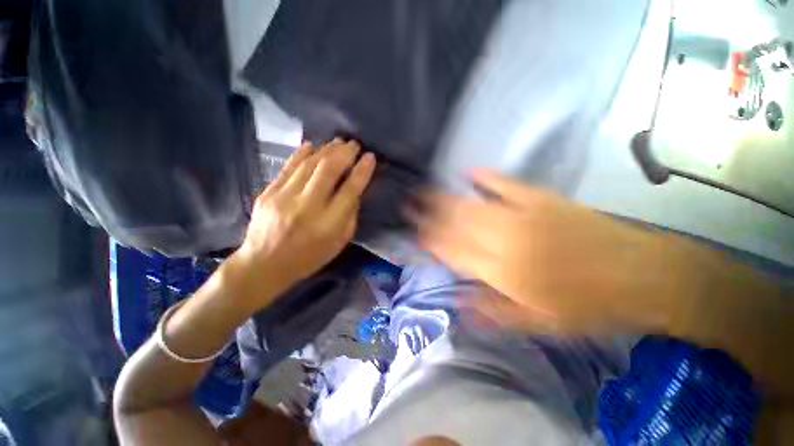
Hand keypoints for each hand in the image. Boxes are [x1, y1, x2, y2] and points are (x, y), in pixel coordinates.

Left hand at [231, 139, 375, 302]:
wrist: (264, 265)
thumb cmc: (309, 257)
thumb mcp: (339, 243)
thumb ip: (349, 216)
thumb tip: (354, 191)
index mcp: (328, 224)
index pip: (350, 190)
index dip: (362, 171)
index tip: (370, 157)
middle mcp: (307, 207)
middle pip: (328, 170)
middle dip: (344, 153)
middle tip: (354, 144)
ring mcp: (284, 197)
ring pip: (309, 164)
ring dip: (326, 150)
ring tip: (338, 142)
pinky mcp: (268, 192)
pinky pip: (288, 167)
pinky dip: (302, 153)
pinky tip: (312, 145)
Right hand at [416, 170, 687, 333]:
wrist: (643, 276)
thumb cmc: (590, 307)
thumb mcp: (540, 324)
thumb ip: (494, 312)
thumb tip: (458, 304)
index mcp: (505, 272)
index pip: (455, 252)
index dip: (432, 241)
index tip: (415, 234)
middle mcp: (508, 240)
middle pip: (458, 224)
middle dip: (429, 215)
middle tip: (410, 205)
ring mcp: (525, 215)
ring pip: (473, 204)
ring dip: (446, 198)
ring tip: (426, 191)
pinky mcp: (543, 199)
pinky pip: (507, 184)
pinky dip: (486, 178)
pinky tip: (470, 172)